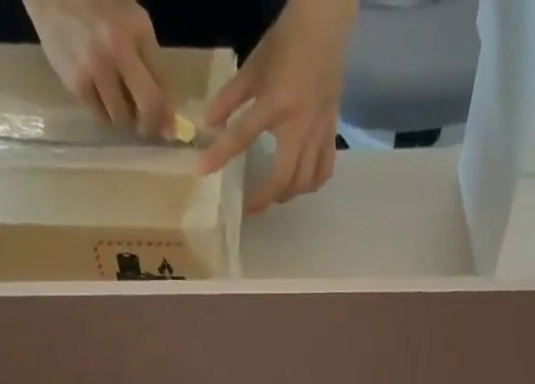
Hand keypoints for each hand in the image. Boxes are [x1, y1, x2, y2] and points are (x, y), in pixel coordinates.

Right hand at [25, 0, 172, 134]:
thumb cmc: (96, 2)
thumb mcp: (129, 17)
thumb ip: (148, 59)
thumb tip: (165, 116)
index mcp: (137, 27)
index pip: (163, 82)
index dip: (168, 111)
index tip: (168, 128)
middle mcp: (118, 47)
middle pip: (148, 105)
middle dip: (150, 124)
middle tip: (145, 127)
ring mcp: (95, 67)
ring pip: (122, 117)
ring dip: (124, 120)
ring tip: (119, 105)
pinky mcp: (76, 82)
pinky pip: (99, 116)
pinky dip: (104, 114)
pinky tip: (101, 98)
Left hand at [197, 0, 356, 211]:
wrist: (325, 25)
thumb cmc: (286, 43)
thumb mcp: (253, 67)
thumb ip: (230, 98)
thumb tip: (207, 124)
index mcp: (275, 102)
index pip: (242, 135)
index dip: (220, 155)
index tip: (203, 171)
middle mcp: (299, 122)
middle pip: (283, 176)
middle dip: (266, 197)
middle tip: (252, 207)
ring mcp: (318, 129)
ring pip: (305, 179)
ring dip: (288, 194)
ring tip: (276, 195)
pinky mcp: (331, 130)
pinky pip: (325, 168)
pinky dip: (312, 183)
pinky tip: (301, 184)